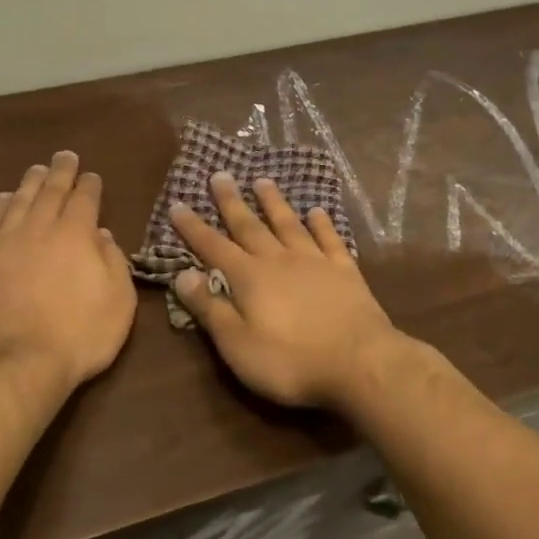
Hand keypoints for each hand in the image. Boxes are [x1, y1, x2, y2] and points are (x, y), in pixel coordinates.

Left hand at [0, 151, 137, 394]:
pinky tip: (5, 198)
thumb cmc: (79, 335)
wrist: (17, 362)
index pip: (84, 199)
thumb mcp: (119, 302)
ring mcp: (6, 242)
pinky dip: (2, 205)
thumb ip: (113, 262)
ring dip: (30, 182)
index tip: (92, 176)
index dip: (90, 185)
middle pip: (50, 191)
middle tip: (65, 156)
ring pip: (19, 200)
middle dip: (61, 171)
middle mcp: (40, 228)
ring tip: (37, 170)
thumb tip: (101, 234)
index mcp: (77, 235)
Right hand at [169, 173, 402, 408]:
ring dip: (274, 202)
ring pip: (289, 224)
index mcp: (249, 278)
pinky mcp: (345, 271)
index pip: (213, 247)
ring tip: (262, 181)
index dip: (193, 228)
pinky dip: (321, 223)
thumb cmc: (291, 361)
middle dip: (231, 202)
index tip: (177, 204)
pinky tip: (316, 211)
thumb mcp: (237, 344)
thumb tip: (182, 274)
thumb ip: (210, 308)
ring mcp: (315, 262)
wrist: (361, 363)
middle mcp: (279, 260)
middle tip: (220, 176)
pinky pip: (330, 239)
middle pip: (250, 226)